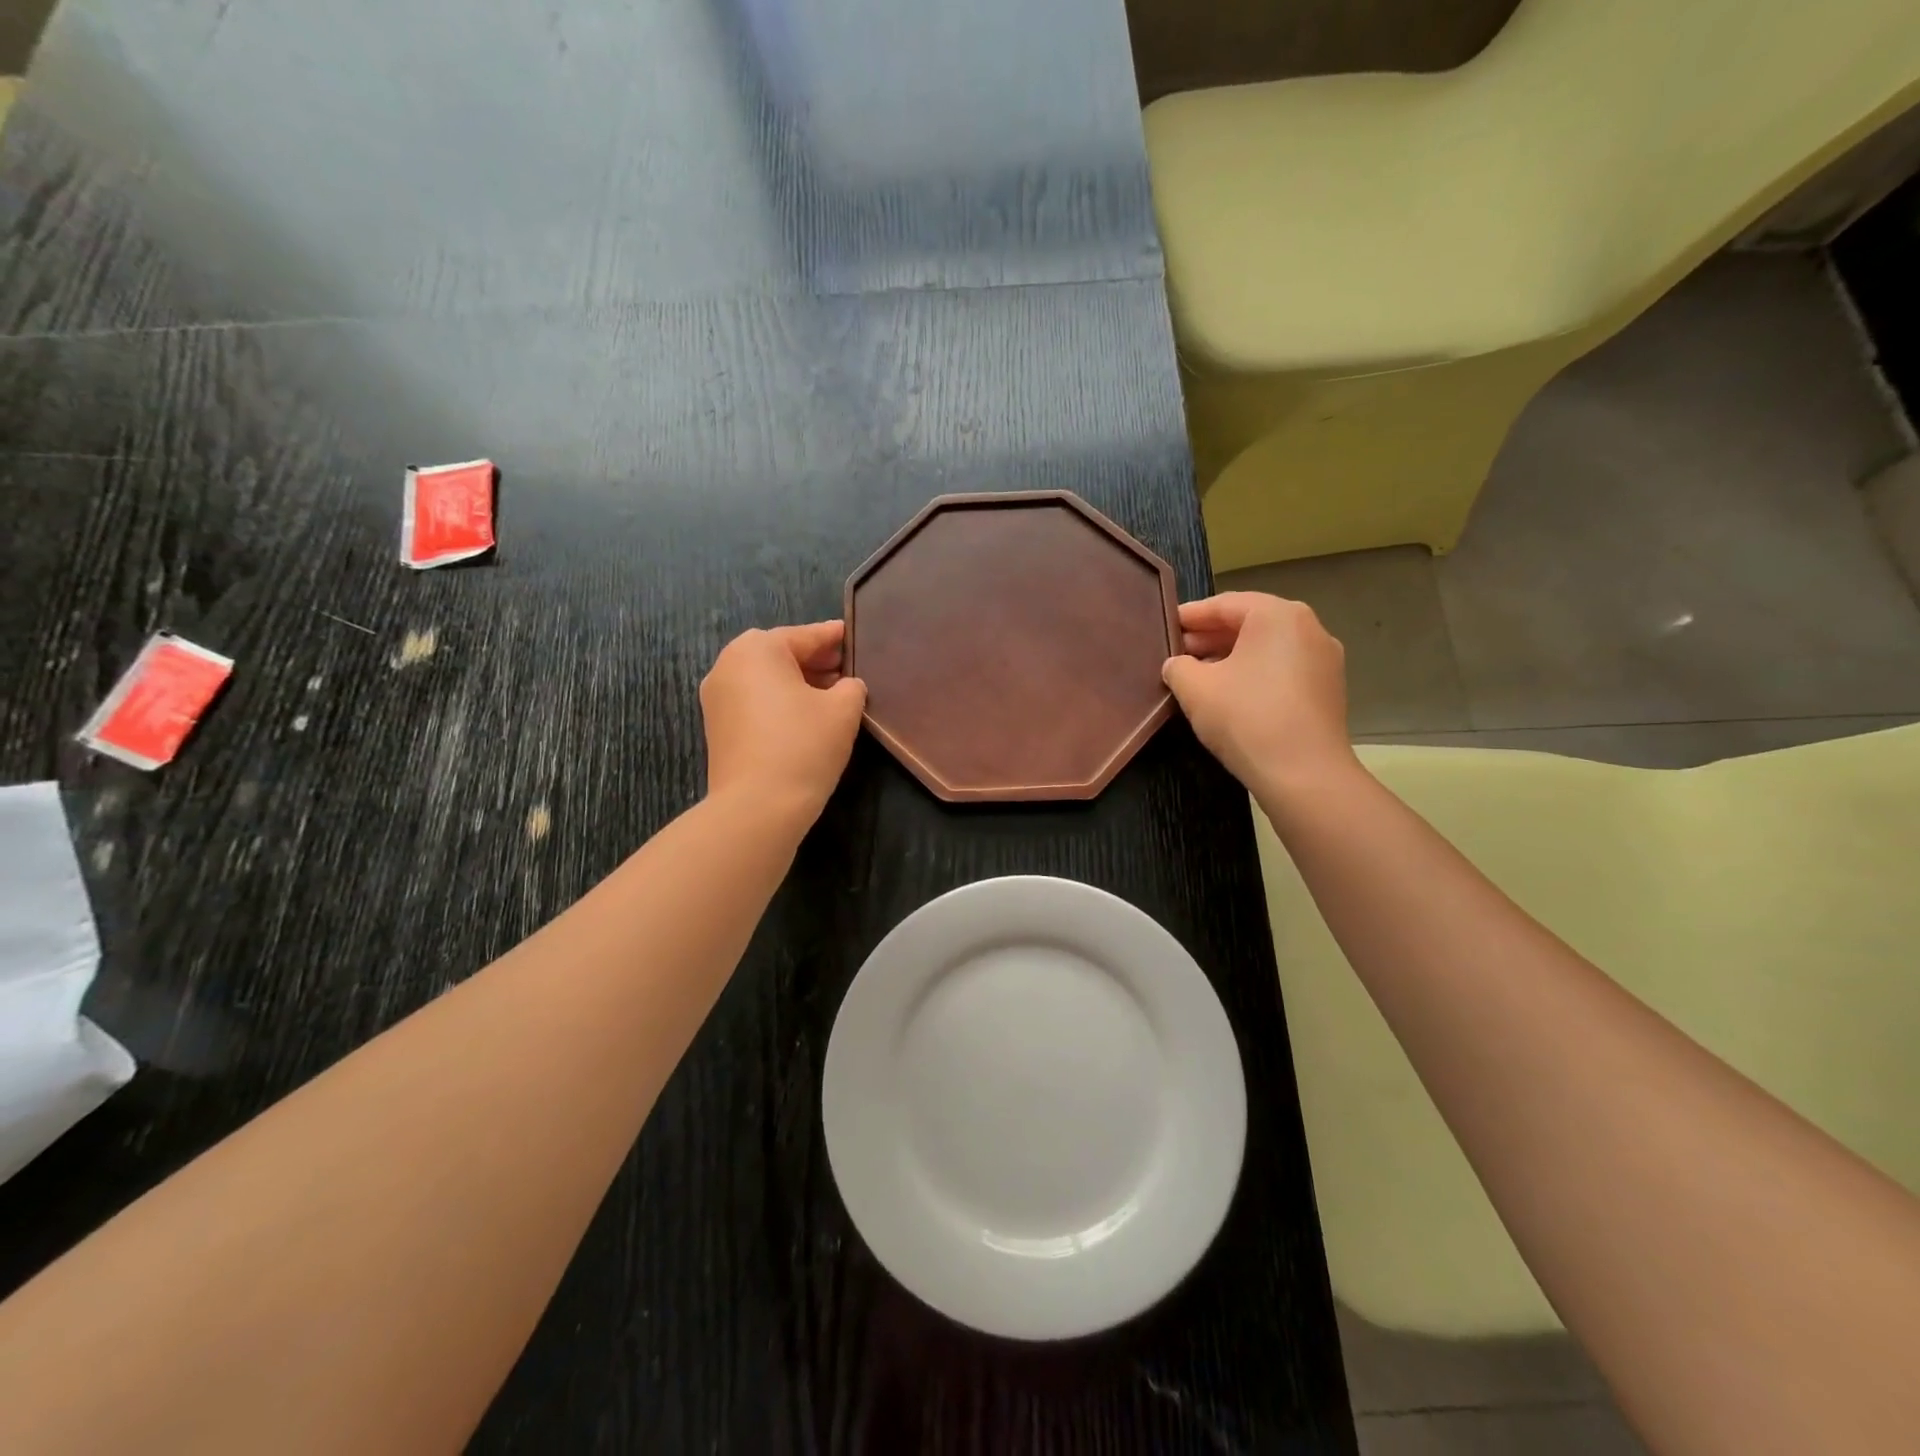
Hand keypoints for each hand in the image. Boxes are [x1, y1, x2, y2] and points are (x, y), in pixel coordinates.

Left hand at [700, 621, 866, 827]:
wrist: (757, 806)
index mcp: (758, 649)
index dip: (833, 637)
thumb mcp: (843, 710)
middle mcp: (728, 665)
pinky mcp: (717, 727)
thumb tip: (846, 686)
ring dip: (796, 682)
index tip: (852, 636)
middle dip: (813, 660)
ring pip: (765, 678)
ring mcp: (716, 697)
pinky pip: (753, 701)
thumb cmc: (803, 745)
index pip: (806, 636)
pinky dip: (778, 701)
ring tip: (830, 696)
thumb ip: (850, 687)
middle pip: (780, 654)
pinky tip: (804, 717)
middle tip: (845, 670)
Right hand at [1162, 592, 1358, 797]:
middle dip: (1211, 636)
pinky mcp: (1328, 690)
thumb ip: (1179, 667)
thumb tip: (1178, 664)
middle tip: (1179, 653)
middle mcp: (1308, 628)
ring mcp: (1324, 659)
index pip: (1225, 604)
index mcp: (1277, 615)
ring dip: (1232, 656)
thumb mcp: (1195, 689)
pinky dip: (1255, 673)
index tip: (1167, 626)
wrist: (1303, 774)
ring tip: (1200, 676)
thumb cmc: (1246, 718)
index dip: (1191, 616)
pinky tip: (1230, 695)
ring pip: (1267, 647)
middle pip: (1250, 623)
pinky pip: (1283, 669)